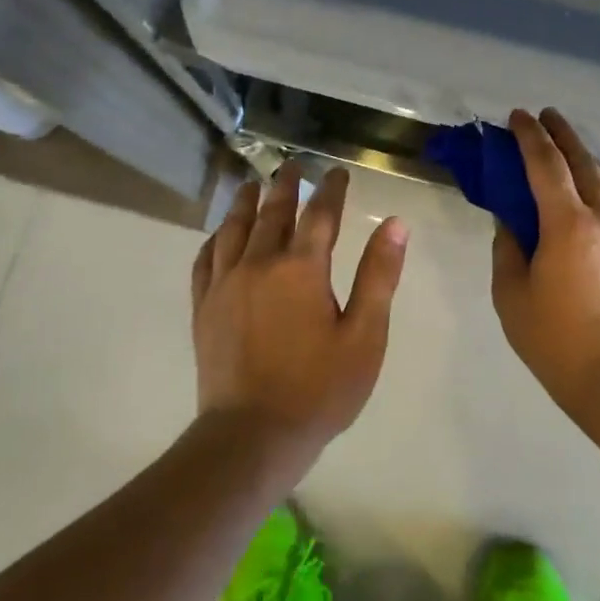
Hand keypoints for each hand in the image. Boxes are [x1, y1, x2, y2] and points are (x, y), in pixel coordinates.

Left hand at [191, 165, 409, 467]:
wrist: (253, 435)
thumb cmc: (319, 389)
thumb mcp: (365, 335)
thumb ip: (378, 276)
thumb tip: (395, 223)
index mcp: (302, 268)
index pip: (320, 214)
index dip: (330, 189)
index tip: (336, 172)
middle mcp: (259, 264)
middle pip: (273, 212)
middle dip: (285, 186)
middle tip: (291, 165)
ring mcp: (225, 284)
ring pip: (234, 228)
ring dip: (245, 202)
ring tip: (251, 185)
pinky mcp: (204, 307)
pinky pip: (206, 259)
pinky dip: (215, 238)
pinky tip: (219, 234)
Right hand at [492, 109, 599, 413]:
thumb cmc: (554, 339)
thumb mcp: (511, 293)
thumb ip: (507, 246)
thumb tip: (510, 219)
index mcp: (568, 224)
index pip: (546, 164)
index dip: (529, 136)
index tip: (516, 116)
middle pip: (582, 161)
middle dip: (561, 133)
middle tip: (543, 116)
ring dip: (582, 154)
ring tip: (563, 142)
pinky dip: (598, 181)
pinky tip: (589, 185)